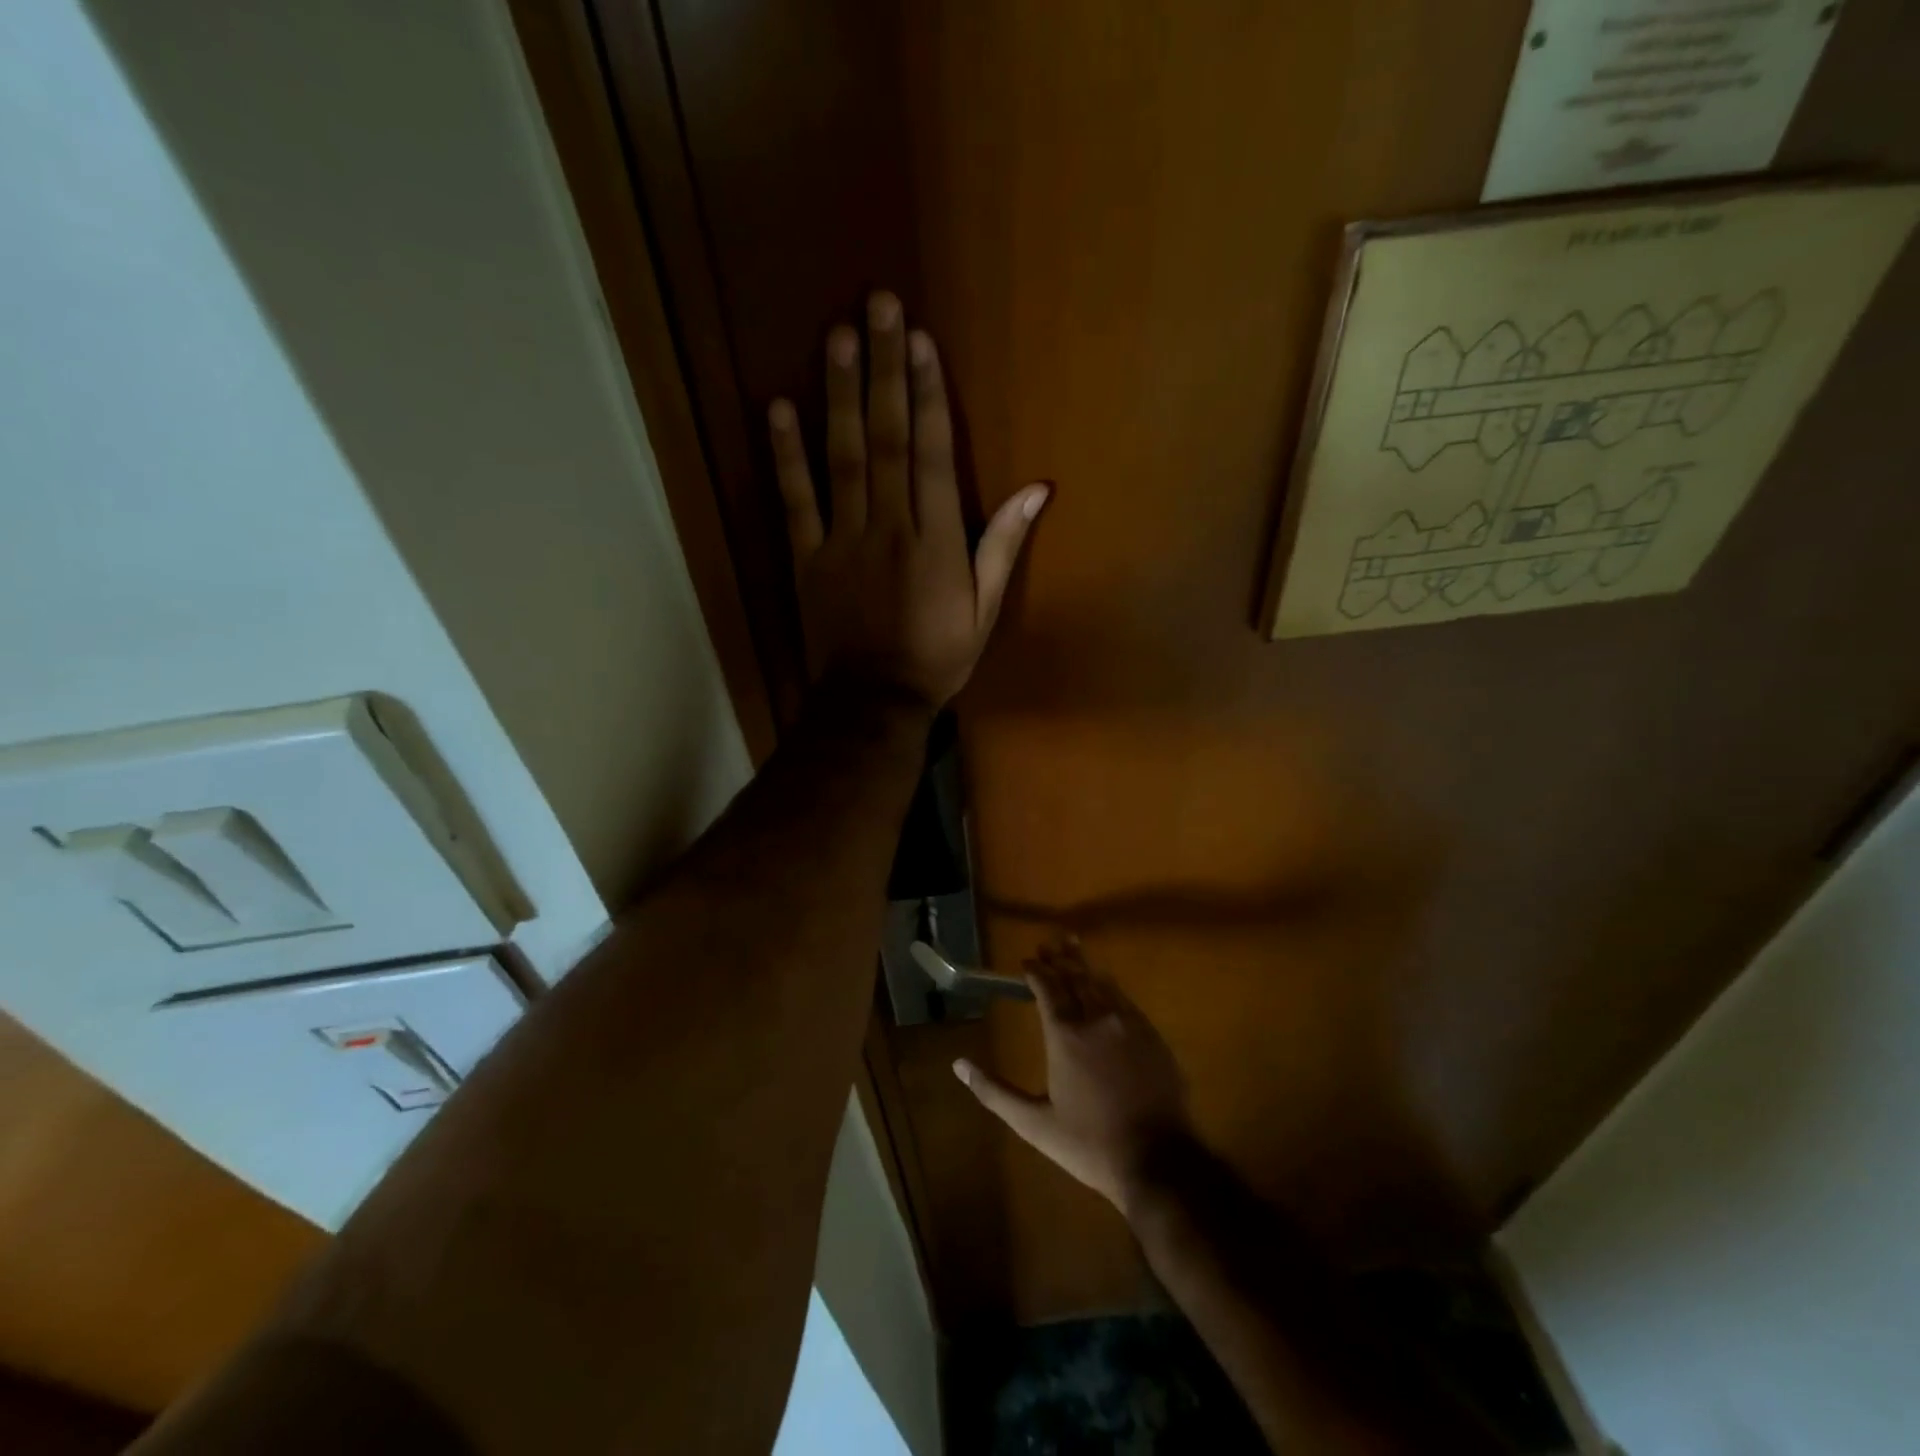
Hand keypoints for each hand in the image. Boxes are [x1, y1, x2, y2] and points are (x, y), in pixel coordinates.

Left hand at [768, 292, 1047, 709]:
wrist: (873, 701)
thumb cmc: (936, 658)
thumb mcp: (983, 610)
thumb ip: (1002, 546)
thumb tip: (1035, 489)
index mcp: (935, 540)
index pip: (930, 454)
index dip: (926, 394)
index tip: (919, 340)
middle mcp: (888, 527)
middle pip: (886, 439)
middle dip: (883, 371)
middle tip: (876, 305)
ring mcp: (842, 540)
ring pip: (842, 458)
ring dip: (840, 396)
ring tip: (838, 337)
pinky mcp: (806, 558)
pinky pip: (795, 501)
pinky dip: (786, 456)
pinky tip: (779, 408)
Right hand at [954, 939, 1193, 1215]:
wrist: (1159, 1160)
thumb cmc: (1089, 1144)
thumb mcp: (1034, 1124)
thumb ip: (994, 1092)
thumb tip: (958, 1065)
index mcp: (1065, 1035)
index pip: (1047, 988)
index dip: (1036, 971)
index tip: (1027, 961)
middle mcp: (1096, 1018)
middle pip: (1075, 977)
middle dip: (1059, 959)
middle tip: (1049, 944)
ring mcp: (1128, 1024)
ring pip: (1102, 983)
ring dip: (1084, 965)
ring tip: (1073, 948)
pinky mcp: (1152, 1035)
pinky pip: (1125, 999)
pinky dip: (1109, 986)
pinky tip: (1106, 985)